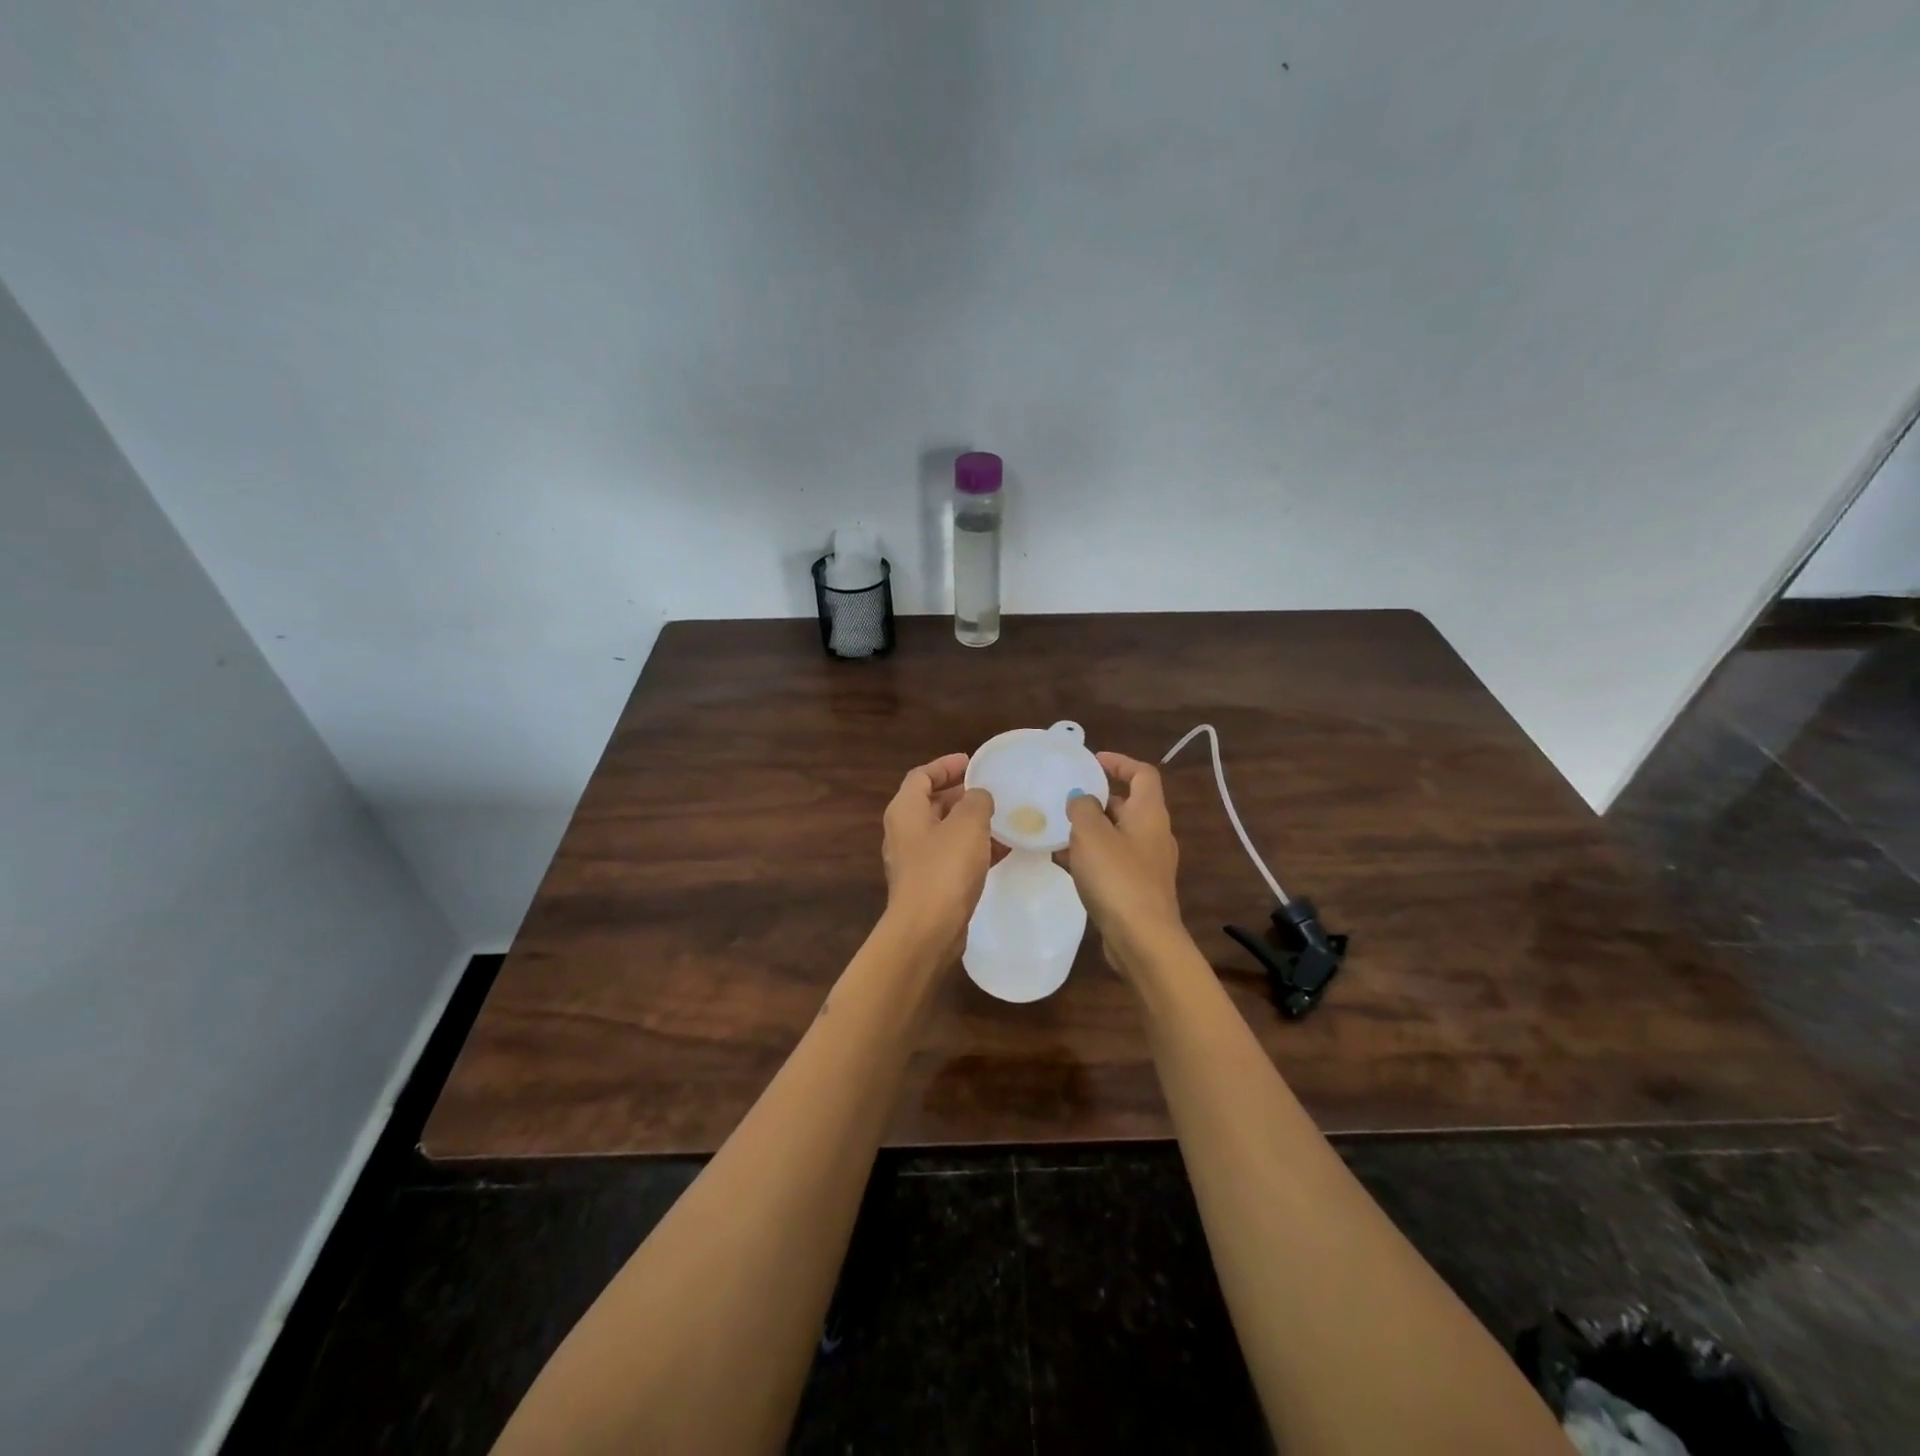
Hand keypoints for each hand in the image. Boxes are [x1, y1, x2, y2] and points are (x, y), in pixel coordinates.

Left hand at [881, 753, 994, 959]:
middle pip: (931, 803)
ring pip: (944, 832)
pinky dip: (973, 849)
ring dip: (970, 823)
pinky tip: (1001, 851)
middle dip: (960, 794)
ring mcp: (915, 861)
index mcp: (905, 810)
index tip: (971, 762)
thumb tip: (978, 796)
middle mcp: (904, 832)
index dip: (945, 766)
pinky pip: (951, 857)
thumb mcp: (967, 824)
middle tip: (990, 790)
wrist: (927, 930)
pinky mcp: (928, 885)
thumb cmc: (944, 868)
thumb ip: (976, 801)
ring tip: (1002, 818)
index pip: (921, 776)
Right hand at [1063, 752, 1190, 981]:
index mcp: (1150, 813)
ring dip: (1091, 830)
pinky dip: (1092, 856)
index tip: (1092, 761)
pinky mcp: (1138, 889)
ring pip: (1117, 835)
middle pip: (1128, 805)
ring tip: (1058, 830)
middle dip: (1098, 800)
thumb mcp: (1091, 833)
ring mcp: (1148, 864)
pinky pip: (1113, 861)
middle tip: (1065, 799)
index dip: (1119, 762)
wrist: (1142, 939)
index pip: (1143, 774)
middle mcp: (1154, 834)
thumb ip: (1082, 808)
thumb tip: (1081, 798)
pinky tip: (1065, 863)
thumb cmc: (1117, 877)